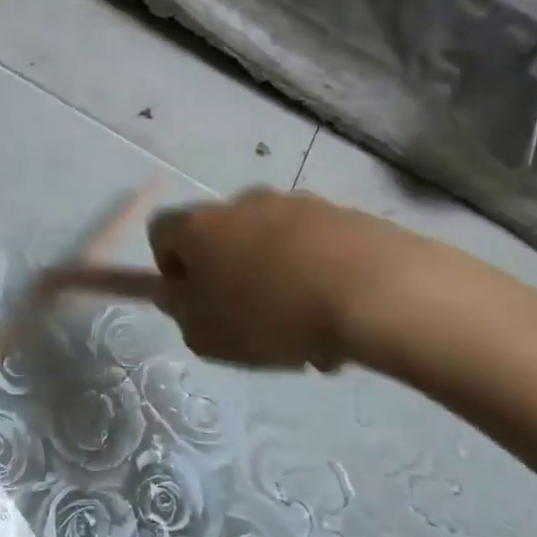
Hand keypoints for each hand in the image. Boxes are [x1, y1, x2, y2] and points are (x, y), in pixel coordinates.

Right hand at [49, 188, 433, 370]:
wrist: (375, 291)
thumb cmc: (270, 315)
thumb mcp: (204, 333)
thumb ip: (178, 309)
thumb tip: (170, 290)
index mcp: (198, 227)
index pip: (161, 232)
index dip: (169, 268)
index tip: (193, 302)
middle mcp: (241, 204)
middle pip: (220, 237)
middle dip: (229, 276)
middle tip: (248, 322)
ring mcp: (295, 204)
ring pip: (270, 244)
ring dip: (275, 279)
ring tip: (304, 332)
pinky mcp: (342, 213)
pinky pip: (313, 247)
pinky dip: (316, 275)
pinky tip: (337, 318)